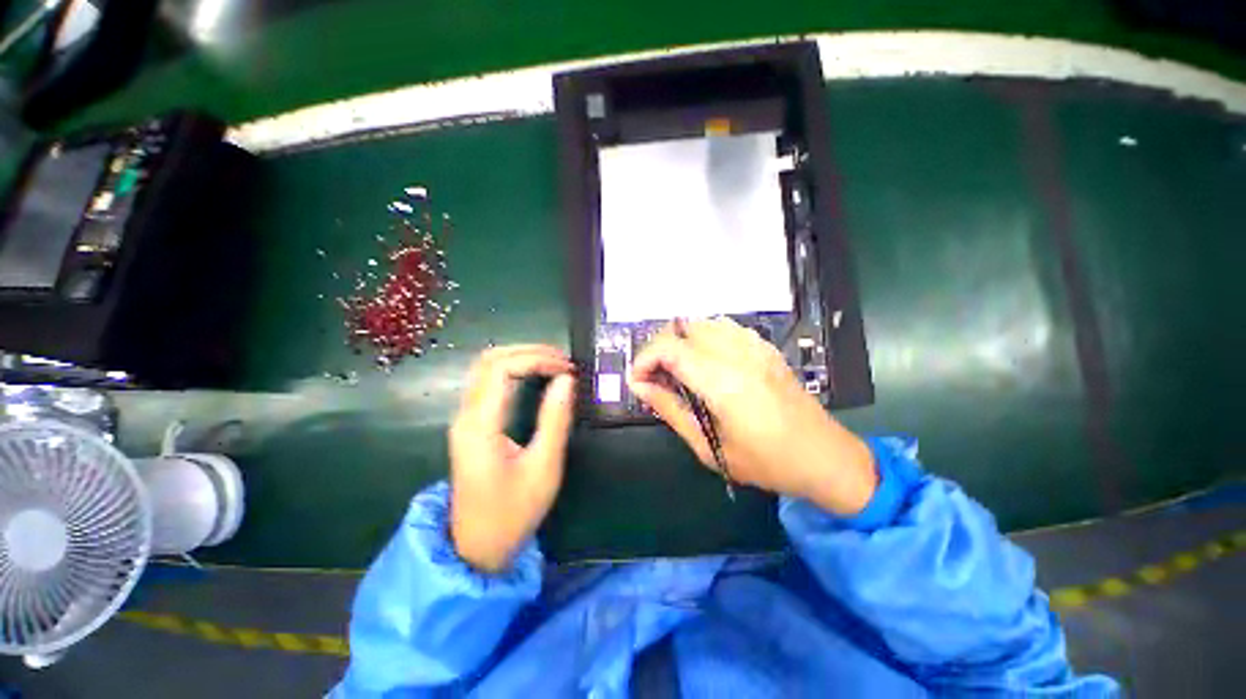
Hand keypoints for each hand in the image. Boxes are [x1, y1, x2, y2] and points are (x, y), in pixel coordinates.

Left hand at [449, 345, 575, 571]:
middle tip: (562, 360)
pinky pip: (486, 382)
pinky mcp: (470, 425)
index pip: (502, 369)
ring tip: (552, 364)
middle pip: (489, 360)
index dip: (537, 359)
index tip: (567, 369)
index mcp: (480, 426)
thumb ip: (555, 420)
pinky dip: (512, 370)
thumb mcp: (543, 468)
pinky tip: (534, 376)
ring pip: (485, 368)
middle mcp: (465, 415)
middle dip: (528, 351)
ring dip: (519, 357)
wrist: (476, 548)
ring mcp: (464, 419)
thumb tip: (566, 381)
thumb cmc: (513, 512)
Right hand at [627, 318, 876, 515]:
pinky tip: (705, 362)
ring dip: (681, 340)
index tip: (638, 381)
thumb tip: (640, 387)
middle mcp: (738, 354)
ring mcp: (755, 346)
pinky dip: (703, 337)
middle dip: (659, 348)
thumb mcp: (710, 447)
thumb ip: (670, 411)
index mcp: (723, 382)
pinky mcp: (764, 347)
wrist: (825, 456)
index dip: (644, 359)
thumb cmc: (766, 462)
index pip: (669, 348)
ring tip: (677, 369)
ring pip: (702, 322)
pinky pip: (724, 327)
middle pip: (682, 328)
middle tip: (655, 377)